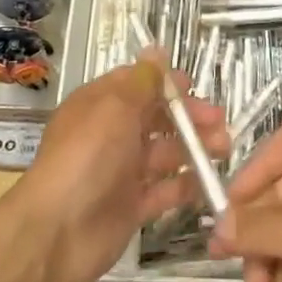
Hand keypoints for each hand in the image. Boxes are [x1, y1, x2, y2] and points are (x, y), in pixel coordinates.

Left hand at [8, 49, 228, 281]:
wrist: (56, 232)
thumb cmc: (87, 157)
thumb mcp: (115, 108)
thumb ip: (142, 82)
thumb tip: (156, 49)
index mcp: (101, 104)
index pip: (138, 84)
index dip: (167, 84)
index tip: (195, 87)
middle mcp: (111, 134)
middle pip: (156, 118)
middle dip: (189, 117)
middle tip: (220, 122)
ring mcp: (122, 171)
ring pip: (164, 153)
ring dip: (194, 148)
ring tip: (224, 149)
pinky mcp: (131, 207)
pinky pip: (163, 191)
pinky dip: (185, 185)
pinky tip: (208, 183)